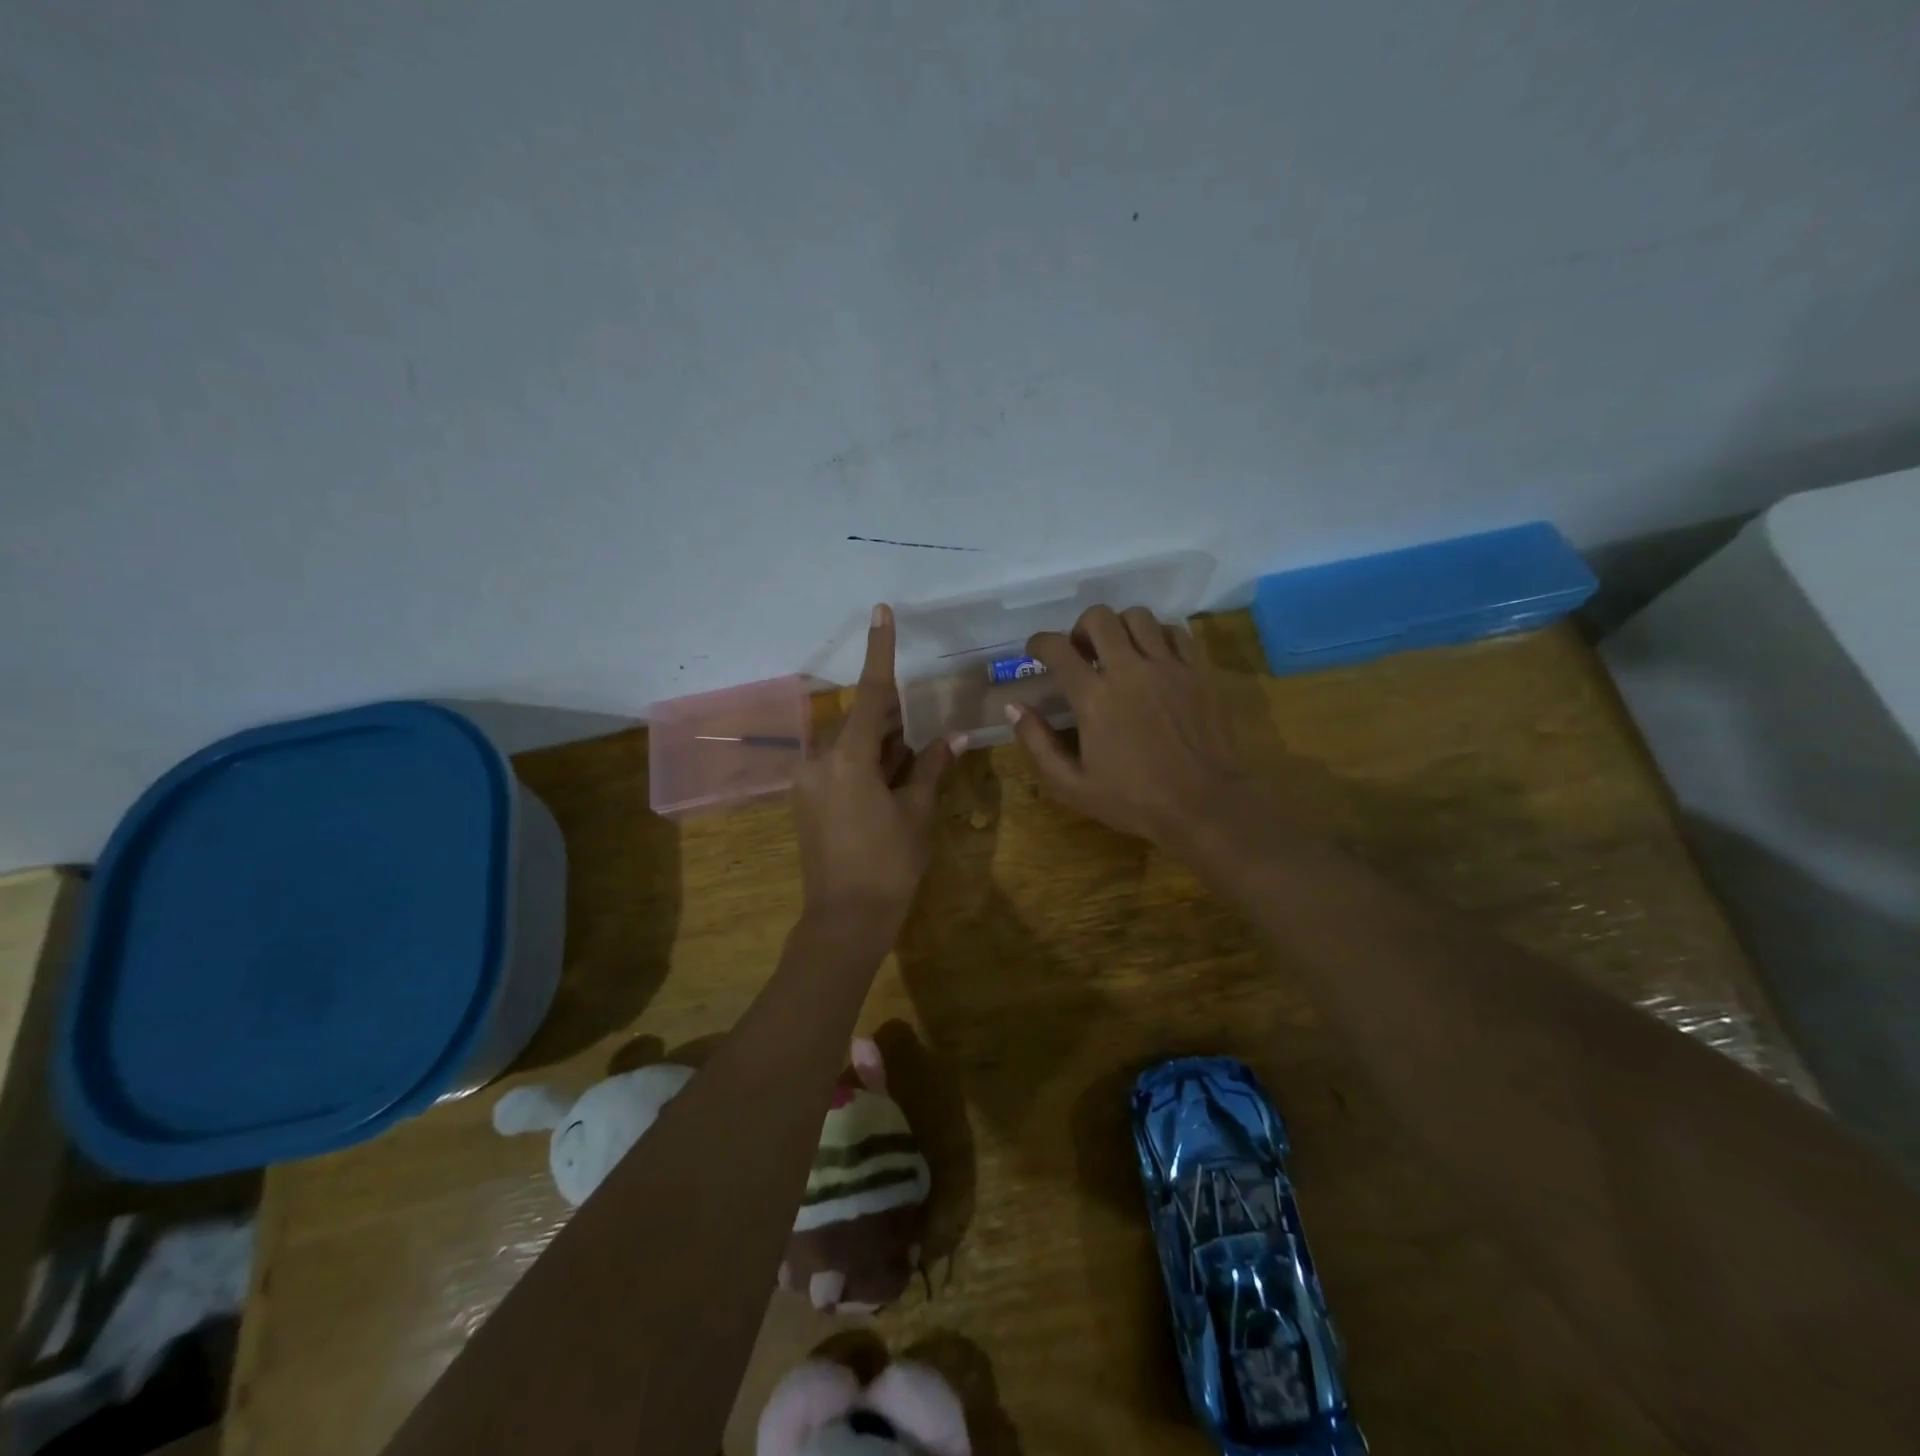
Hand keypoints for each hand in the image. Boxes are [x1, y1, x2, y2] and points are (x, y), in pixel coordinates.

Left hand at [793, 604, 956, 925]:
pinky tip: (889, 786)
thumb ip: (930, 768)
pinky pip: (839, 765)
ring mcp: (809, 782)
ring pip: (851, 745)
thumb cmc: (888, 865)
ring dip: (881, 746)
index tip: (881, 612)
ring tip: (910, 767)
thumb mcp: (916, 814)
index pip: (870, 694)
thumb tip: (953, 738)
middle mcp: (819, 762)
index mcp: (847, 760)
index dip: (880, 651)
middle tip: (923, 735)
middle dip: (893, 721)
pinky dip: (866, 765)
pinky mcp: (807, 800)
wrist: (844, 920)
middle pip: (862, 722)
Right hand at [1007, 606, 1248, 850]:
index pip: (1057, 648)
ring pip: (1139, 616)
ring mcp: (1169, 666)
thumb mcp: (1072, 786)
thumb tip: (1015, 708)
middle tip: (1081, 653)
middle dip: (1080, 628)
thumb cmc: (1134, 801)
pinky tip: (1154, 658)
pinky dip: (1158, 636)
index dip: (1039, 643)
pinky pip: (1175, 632)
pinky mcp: (1199, 671)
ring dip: (1120, 627)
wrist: (1205, 806)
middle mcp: (1130, 670)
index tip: (1036, 652)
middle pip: (1099, 618)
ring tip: (1119, 652)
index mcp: (1094, 698)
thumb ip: (1037, 744)